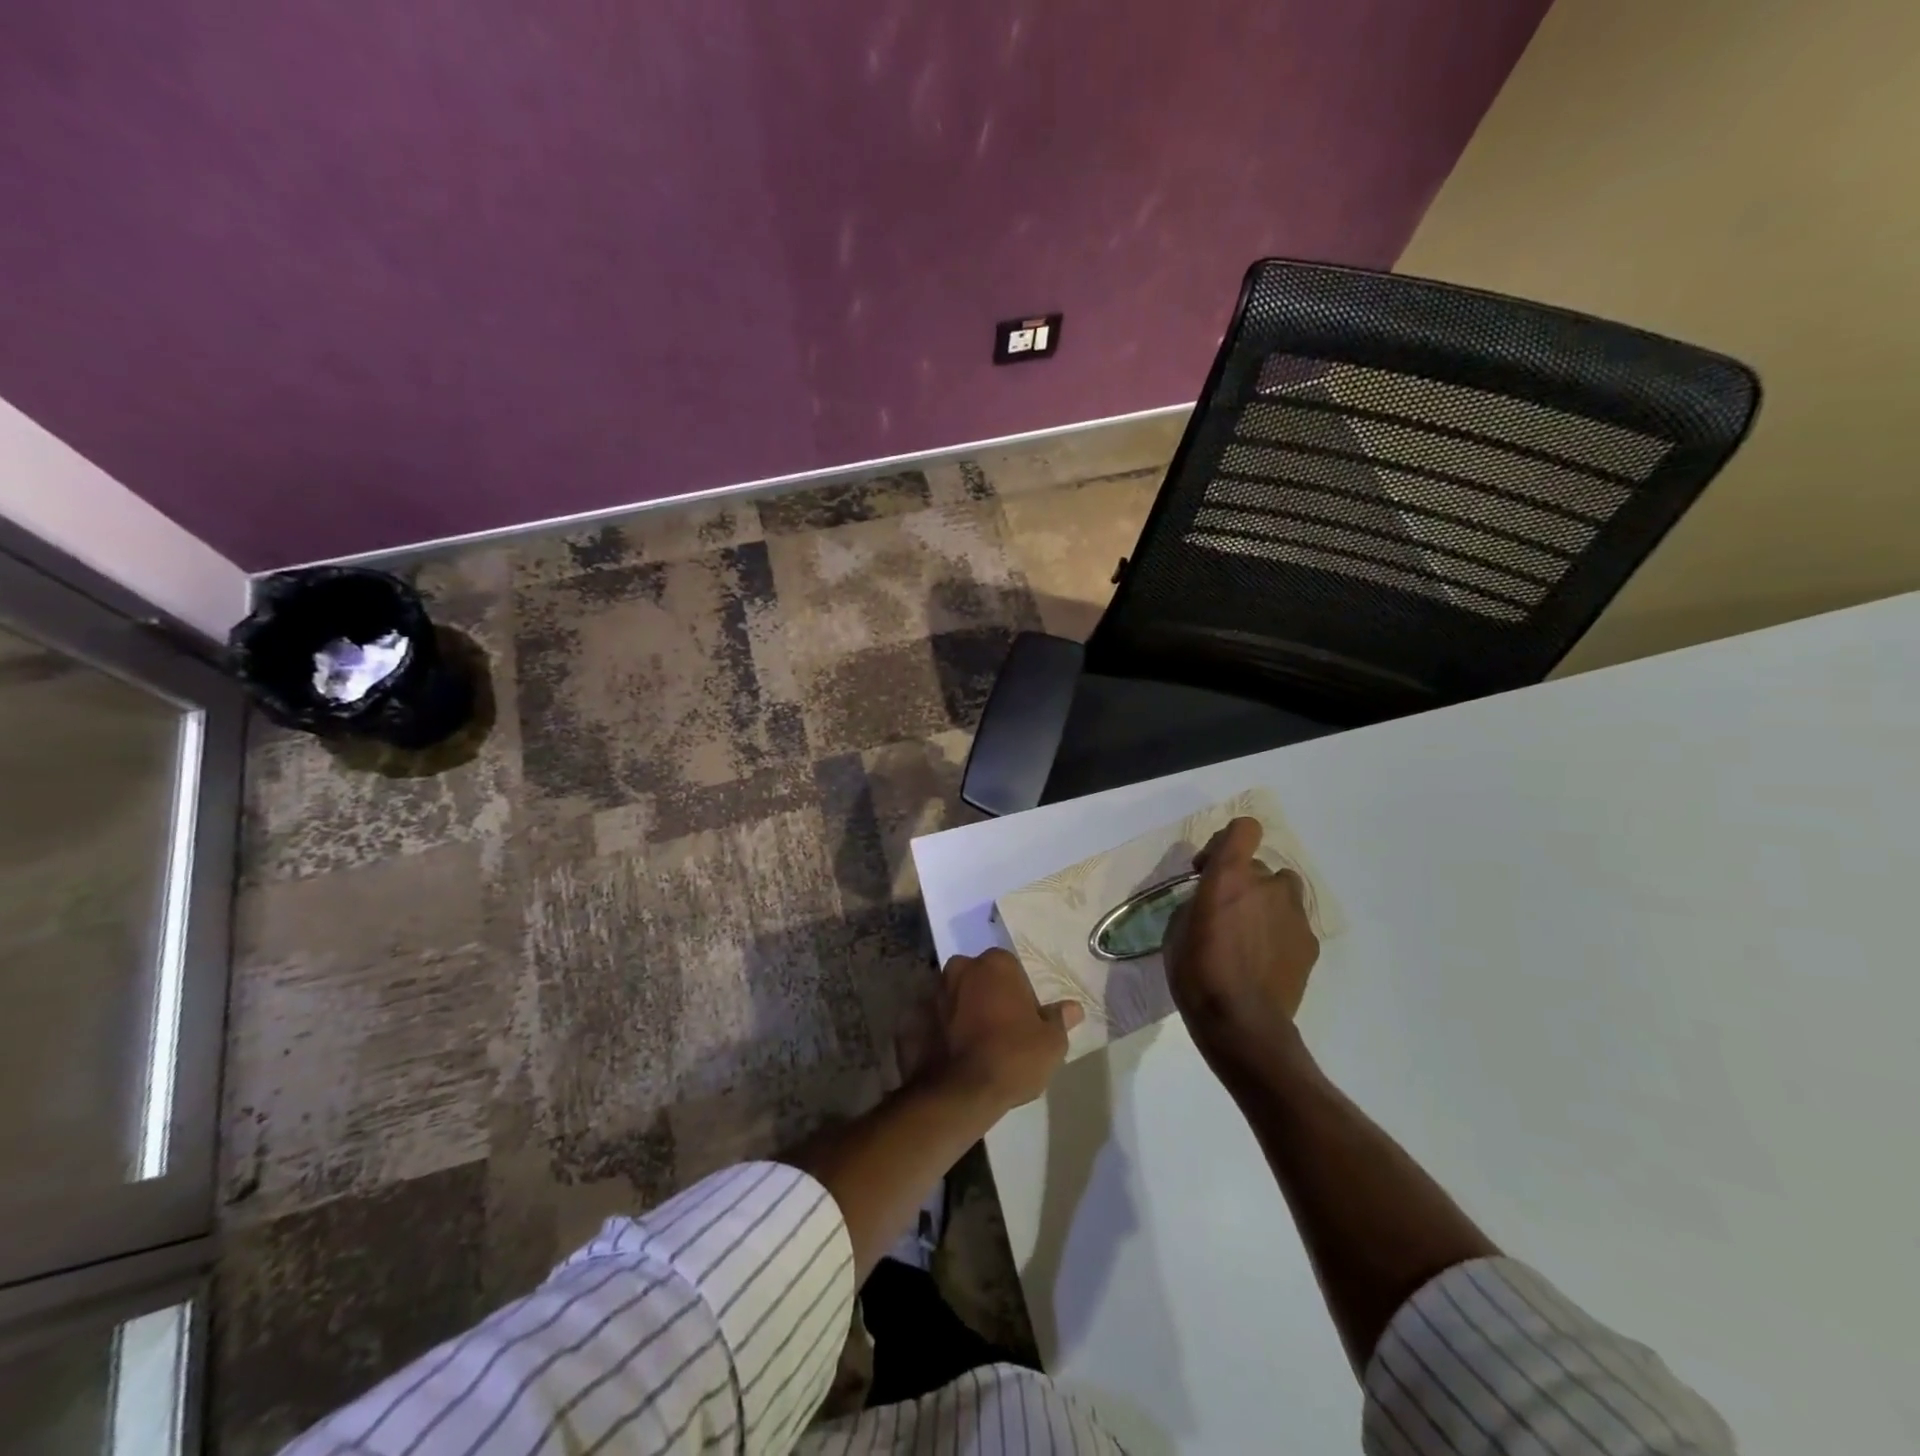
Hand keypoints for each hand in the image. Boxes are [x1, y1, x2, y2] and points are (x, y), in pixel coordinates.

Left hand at [929, 949, 1082, 1112]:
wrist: (961, 1092)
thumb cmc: (1013, 1056)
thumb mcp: (1051, 1042)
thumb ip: (1060, 1019)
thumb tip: (1073, 1008)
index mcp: (995, 964)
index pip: (1012, 969)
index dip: (1021, 994)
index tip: (1027, 1020)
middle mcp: (962, 968)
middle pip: (982, 978)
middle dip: (991, 996)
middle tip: (1004, 1030)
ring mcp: (936, 991)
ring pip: (959, 996)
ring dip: (968, 1011)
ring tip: (981, 1045)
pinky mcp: (917, 1018)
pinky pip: (940, 1019)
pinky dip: (947, 1029)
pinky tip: (959, 1053)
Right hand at [1164, 817, 1319, 1061]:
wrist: (1242, 1024)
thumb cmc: (1197, 974)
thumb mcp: (1176, 931)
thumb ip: (1196, 903)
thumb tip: (1208, 902)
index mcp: (1229, 876)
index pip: (1244, 829)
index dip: (1229, 840)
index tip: (1211, 866)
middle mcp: (1267, 885)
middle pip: (1258, 866)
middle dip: (1241, 882)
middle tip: (1224, 913)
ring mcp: (1294, 914)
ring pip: (1281, 892)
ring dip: (1265, 902)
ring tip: (1249, 934)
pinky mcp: (1309, 942)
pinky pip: (1292, 923)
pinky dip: (1279, 932)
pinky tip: (1264, 961)